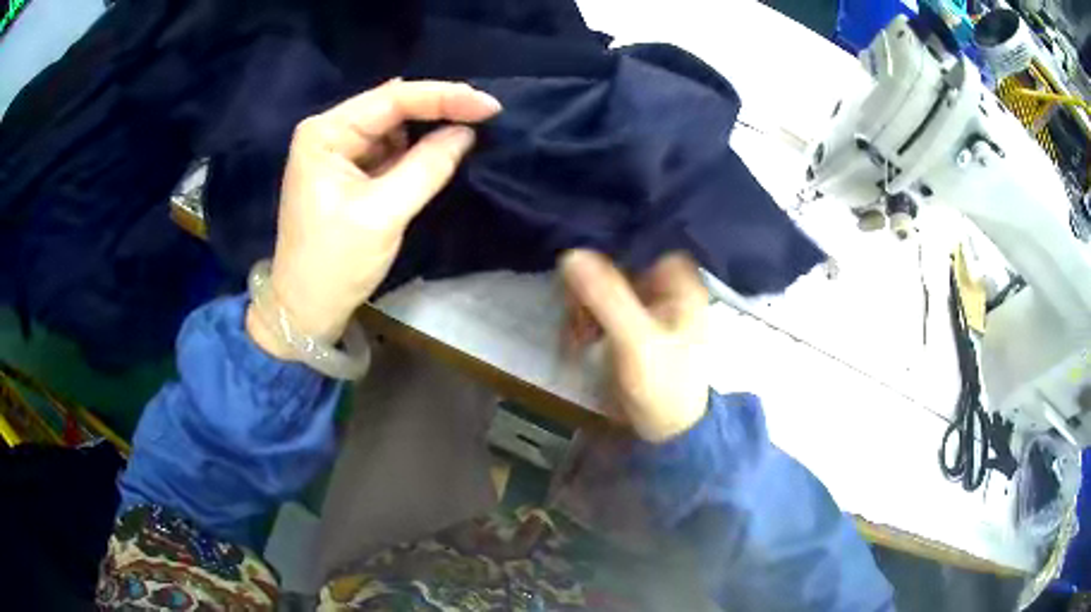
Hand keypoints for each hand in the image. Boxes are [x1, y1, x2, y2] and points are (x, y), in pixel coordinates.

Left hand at [247, 80, 501, 358]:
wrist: (305, 309)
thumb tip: (467, 132)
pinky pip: (389, 149)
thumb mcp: (384, 213)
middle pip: (392, 106)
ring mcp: (338, 152)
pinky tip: (443, 145)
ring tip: (473, 124)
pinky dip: (417, 148)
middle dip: (439, 107)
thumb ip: (427, 166)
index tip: (490, 105)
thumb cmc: (335, 263)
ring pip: (393, 126)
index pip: (392, 99)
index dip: (444, 97)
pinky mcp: (348, 172)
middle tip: (486, 112)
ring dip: (430, 126)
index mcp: (325, 133)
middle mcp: (329, 132)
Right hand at [561, 250, 710, 442]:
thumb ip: (606, 297)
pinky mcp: (631, 325)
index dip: (610, 249)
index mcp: (680, 284)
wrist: (667, 432)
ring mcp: (648, 307)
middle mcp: (665, 288)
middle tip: (575, 313)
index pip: (641, 245)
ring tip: (576, 336)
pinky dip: (586, 320)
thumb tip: (570, 254)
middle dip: (590, 287)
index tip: (580, 264)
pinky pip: (601, 308)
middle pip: (618, 265)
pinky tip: (578, 340)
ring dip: (583, 306)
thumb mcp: (636, 341)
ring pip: (605, 286)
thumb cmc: (663, 386)